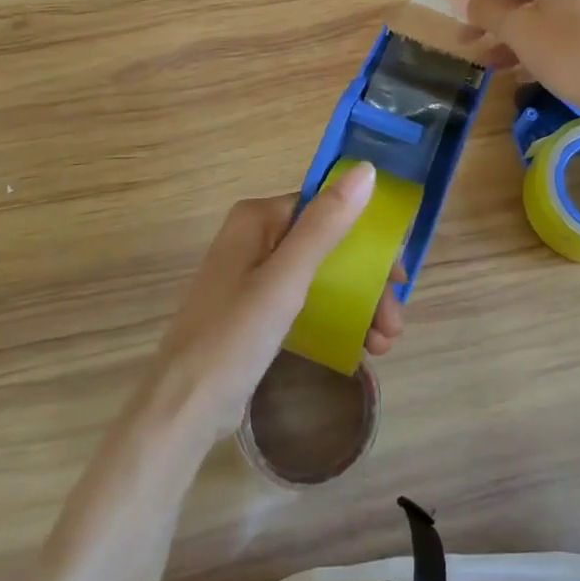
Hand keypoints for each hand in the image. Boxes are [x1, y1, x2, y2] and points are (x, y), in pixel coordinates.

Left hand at [142, 163, 405, 440]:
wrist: (182, 410)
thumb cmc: (234, 336)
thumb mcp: (287, 278)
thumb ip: (326, 224)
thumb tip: (367, 169)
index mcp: (257, 219)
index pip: (327, 209)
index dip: (367, 237)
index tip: (397, 274)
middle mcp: (255, 239)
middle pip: (329, 246)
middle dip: (367, 283)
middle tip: (393, 321)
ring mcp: (254, 277)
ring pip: (322, 277)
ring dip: (358, 305)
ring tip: (383, 344)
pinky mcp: (255, 313)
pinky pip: (307, 302)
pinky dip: (335, 319)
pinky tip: (359, 347)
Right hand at [465, 0, 579, 120]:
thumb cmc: (569, 51)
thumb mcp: (518, 30)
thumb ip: (486, 9)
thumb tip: (464, 0)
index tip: (475, 11)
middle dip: (497, 9)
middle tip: (473, 37)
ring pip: (546, 4)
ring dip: (514, 29)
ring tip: (491, 61)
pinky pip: (566, 20)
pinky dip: (541, 37)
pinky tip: (522, 69)